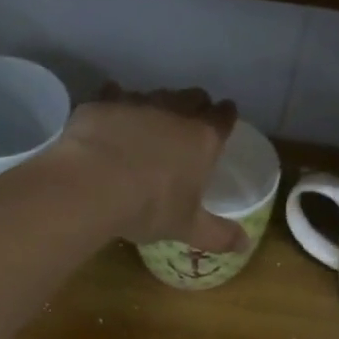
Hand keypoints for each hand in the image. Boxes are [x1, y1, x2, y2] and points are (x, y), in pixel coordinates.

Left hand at [51, 84, 246, 250]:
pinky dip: (116, 104)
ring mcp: (137, 102)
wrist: (92, 185)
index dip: (226, 117)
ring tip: (147, 125)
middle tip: (189, 124)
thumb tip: (246, 245)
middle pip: (193, 97)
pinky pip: (115, 95)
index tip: (224, 120)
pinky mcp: (104, 103)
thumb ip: (218, 234)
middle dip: (195, 106)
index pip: (224, 117)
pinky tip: (110, 119)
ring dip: (156, 106)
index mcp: (202, 139)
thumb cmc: (149, 207)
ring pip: (155, 94)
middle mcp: (174, 111)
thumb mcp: (186, 227)